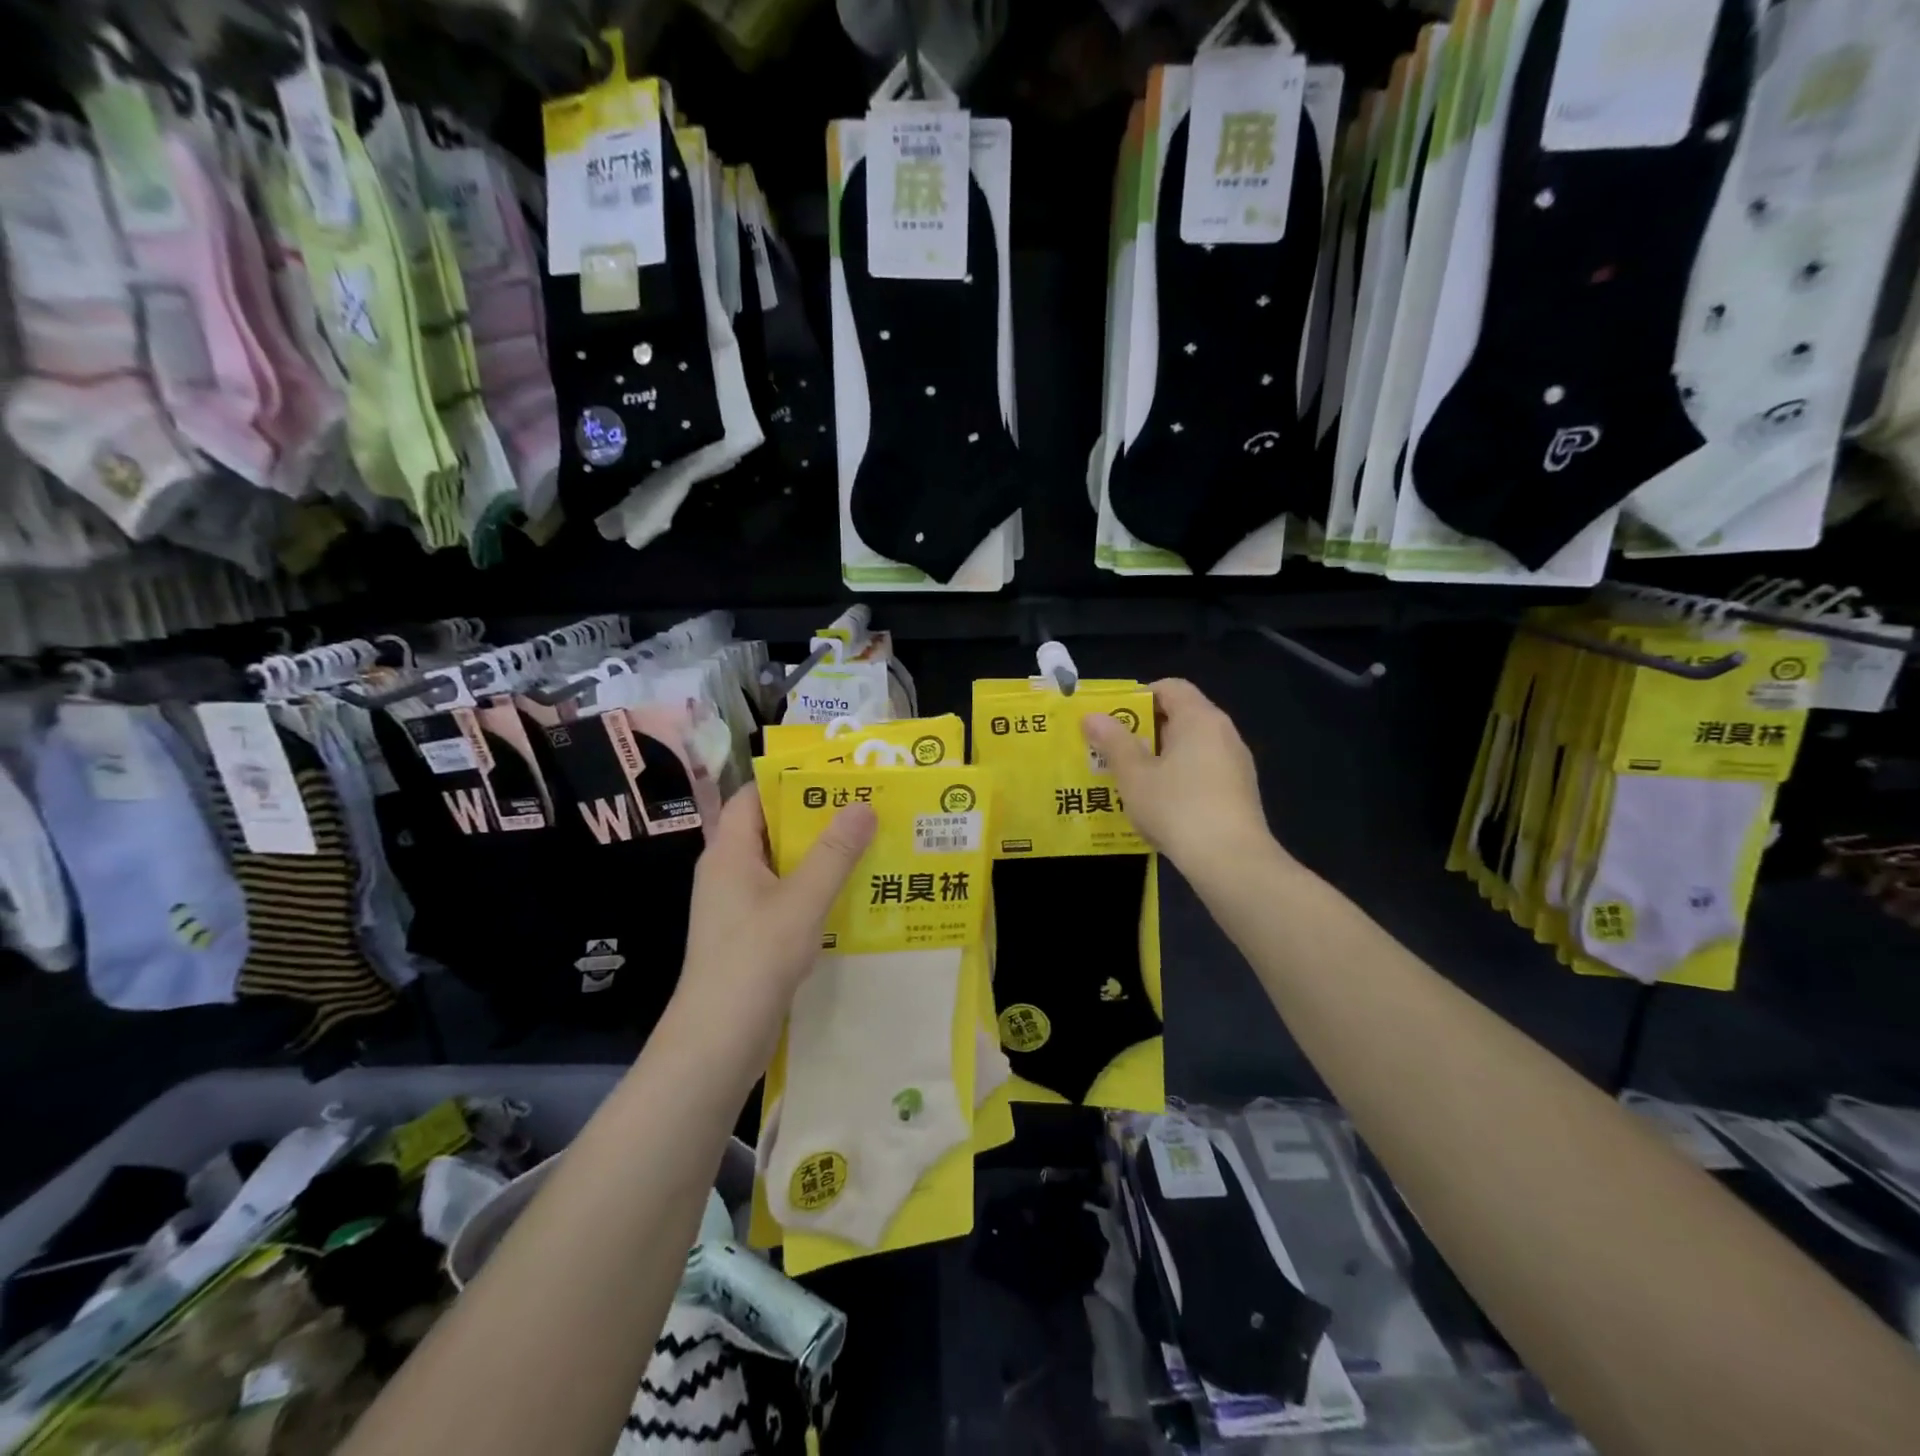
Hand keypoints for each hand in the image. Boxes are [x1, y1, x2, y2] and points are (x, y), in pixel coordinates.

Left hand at [671, 789, 875, 1071]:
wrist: (717, 1043)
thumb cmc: (754, 960)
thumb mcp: (801, 902)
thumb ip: (833, 853)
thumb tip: (863, 805)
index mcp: (729, 852)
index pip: (753, 797)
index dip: (789, 782)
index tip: (836, 777)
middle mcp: (729, 872)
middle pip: (772, 830)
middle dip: (816, 819)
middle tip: (865, 809)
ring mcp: (738, 907)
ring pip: (782, 866)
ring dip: (820, 857)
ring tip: (868, 846)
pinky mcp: (750, 936)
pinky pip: (785, 898)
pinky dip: (814, 890)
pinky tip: (850, 896)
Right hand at [1082, 678, 1273, 872]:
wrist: (1231, 861)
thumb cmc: (1177, 807)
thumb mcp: (1134, 775)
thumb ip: (1113, 742)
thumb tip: (1092, 716)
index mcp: (1199, 718)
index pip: (1170, 687)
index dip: (1139, 697)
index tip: (1114, 720)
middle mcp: (1224, 733)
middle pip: (1181, 717)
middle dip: (1145, 731)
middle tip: (1113, 752)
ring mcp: (1237, 763)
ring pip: (1192, 747)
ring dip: (1161, 758)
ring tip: (1133, 781)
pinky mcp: (1241, 792)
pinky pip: (1204, 772)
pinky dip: (1181, 778)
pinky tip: (1162, 806)